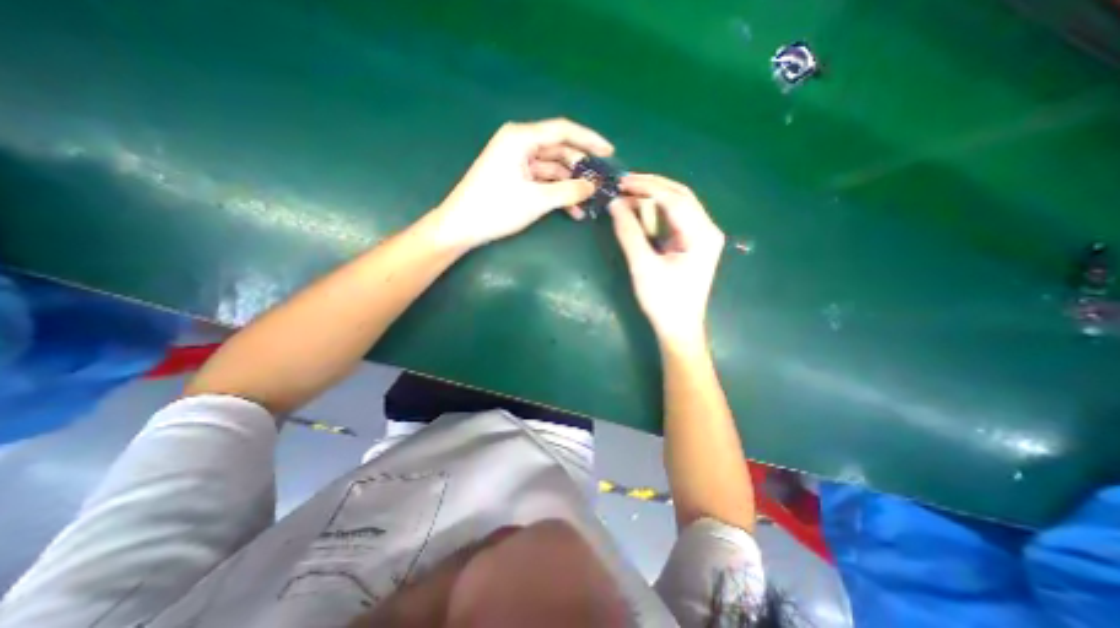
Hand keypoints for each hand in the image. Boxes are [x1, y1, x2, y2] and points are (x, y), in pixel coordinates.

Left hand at [431, 118, 620, 249]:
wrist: (461, 227)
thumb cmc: (496, 208)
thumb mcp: (536, 200)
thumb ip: (568, 191)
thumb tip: (592, 187)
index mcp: (521, 138)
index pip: (563, 131)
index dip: (589, 140)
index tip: (609, 153)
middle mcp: (519, 144)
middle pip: (559, 151)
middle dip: (580, 169)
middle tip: (599, 185)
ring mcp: (516, 162)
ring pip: (552, 169)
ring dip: (569, 186)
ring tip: (588, 203)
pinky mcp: (515, 178)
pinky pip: (542, 181)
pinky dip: (556, 193)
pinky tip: (571, 210)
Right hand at [608, 173, 720, 346]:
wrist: (678, 328)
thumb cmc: (663, 301)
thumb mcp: (642, 266)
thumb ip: (629, 233)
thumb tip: (615, 204)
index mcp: (702, 234)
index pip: (674, 199)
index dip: (647, 187)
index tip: (621, 183)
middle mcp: (707, 230)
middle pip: (680, 196)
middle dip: (652, 186)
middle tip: (624, 183)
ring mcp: (702, 236)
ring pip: (679, 204)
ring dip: (654, 196)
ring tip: (629, 192)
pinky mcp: (693, 244)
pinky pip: (676, 218)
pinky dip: (657, 211)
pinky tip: (641, 209)